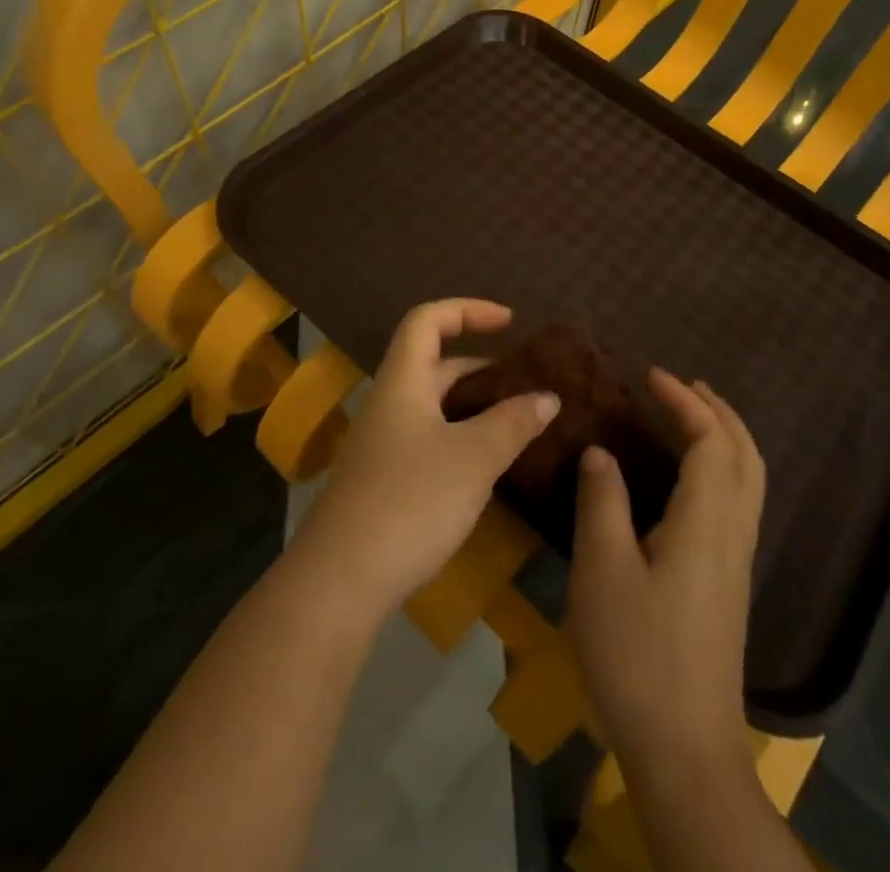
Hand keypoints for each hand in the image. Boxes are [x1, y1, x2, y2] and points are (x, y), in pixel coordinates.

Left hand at [290, 299, 558, 615]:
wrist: (341, 579)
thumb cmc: (410, 501)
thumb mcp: (473, 458)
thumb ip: (513, 423)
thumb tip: (547, 397)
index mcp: (402, 382)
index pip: (427, 320)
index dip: (467, 310)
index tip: (509, 322)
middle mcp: (389, 403)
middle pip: (434, 363)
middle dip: (482, 366)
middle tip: (526, 384)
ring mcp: (383, 443)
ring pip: (434, 406)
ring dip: (475, 406)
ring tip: (519, 422)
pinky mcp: (384, 479)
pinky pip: (429, 438)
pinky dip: (462, 437)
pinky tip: (488, 465)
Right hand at [568, 369, 764, 769]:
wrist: (686, 750)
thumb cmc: (638, 653)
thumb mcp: (603, 570)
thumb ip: (602, 501)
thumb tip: (602, 451)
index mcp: (707, 521)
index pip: (710, 440)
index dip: (685, 401)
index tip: (650, 374)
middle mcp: (733, 533)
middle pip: (745, 455)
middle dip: (718, 411)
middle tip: (682, 385)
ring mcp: (736, 561)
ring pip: (748, 480)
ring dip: (725, 437)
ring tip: (689, 417)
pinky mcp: (729, 583)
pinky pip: (738, 502)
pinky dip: (722, 467)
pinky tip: (689, 478)